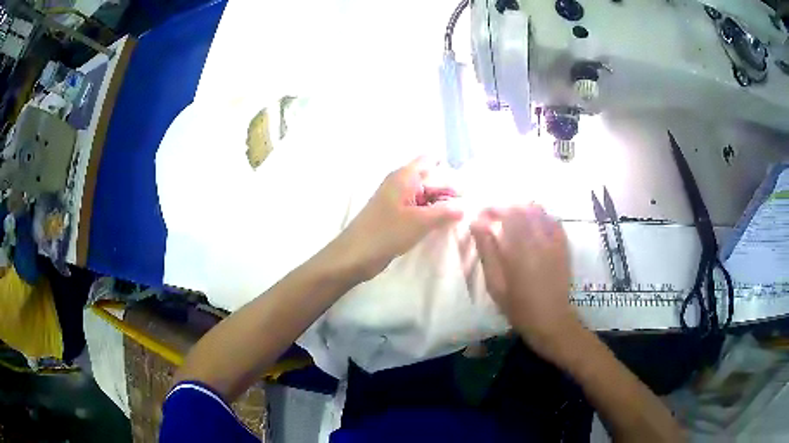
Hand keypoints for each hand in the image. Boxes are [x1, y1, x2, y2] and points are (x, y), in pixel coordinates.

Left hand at [334, 157, 463, 280]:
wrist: (355, 255)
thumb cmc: (386, 233)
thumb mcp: (420, 222)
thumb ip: (445, 212)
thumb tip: (465, 207)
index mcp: (404, 176)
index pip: (432, 161)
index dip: (450, 172)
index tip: (467, 190)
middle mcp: (401, 182)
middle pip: (431, 177)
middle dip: (448, 189)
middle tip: (466, 207)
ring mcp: (397, 198)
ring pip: (426, 194)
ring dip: (440, 203)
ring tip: (459, 217)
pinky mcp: (396, 214)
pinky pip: (419, 207)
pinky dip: (431, 213)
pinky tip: (443, 224)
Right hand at [470, 204, 578, 353]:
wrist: (551, 319)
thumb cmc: (518, 307)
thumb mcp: (495, 284)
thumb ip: (487, 251)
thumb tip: (476, 223)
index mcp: (520, 249)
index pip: (506, 213)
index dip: (492, 209)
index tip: (481, 215)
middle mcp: (539, 239)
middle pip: (523, 207)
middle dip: (506, 207)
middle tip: (494, 217)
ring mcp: (554, 240)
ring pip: (539, 211)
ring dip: (523, 210)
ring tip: (513, 221)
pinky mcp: (564, 245)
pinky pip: (553, 220)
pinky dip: (540, 217)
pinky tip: (533, 226)